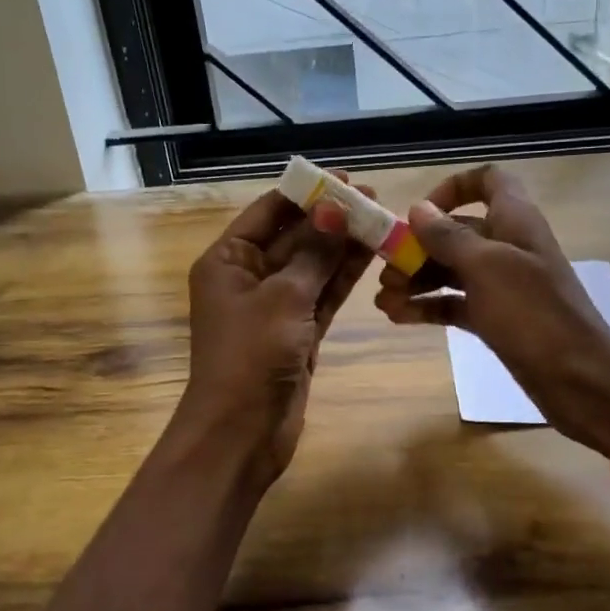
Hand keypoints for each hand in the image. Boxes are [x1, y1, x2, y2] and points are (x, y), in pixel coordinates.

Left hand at [173, 181, 374, 489]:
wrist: (242, 432)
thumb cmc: (251, 355)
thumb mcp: (284, 297)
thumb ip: (314, 253)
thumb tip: (334, 209)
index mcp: (228, 261)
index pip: (268, 213)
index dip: (305, 194)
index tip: (342, 178)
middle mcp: (248, 278)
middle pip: (294, 237)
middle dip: (330, 218)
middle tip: (372, 196)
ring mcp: (275, 306)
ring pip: (313, 266)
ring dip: (343, 244)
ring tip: (381, 218)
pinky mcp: (298, 332)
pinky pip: (322, 294)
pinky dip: (343, 276)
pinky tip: (371, 252)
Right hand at [374, 165, 609, 455]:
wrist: (579, 379)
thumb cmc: (532, 313)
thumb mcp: (486, 267)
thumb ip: (449, 236)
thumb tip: (418, 208)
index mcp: (515, 220)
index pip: (487, 181)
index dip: (453, 188)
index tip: (421, 212)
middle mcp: (507, 246)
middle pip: (457, 231)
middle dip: (418, 247)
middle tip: (386, 272)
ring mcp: (502, 285)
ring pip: (452, 270)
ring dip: (417, 280)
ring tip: (384, 301)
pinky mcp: (497, 318)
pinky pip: (456, 303)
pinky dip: (429, 306)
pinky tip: (399, 317)